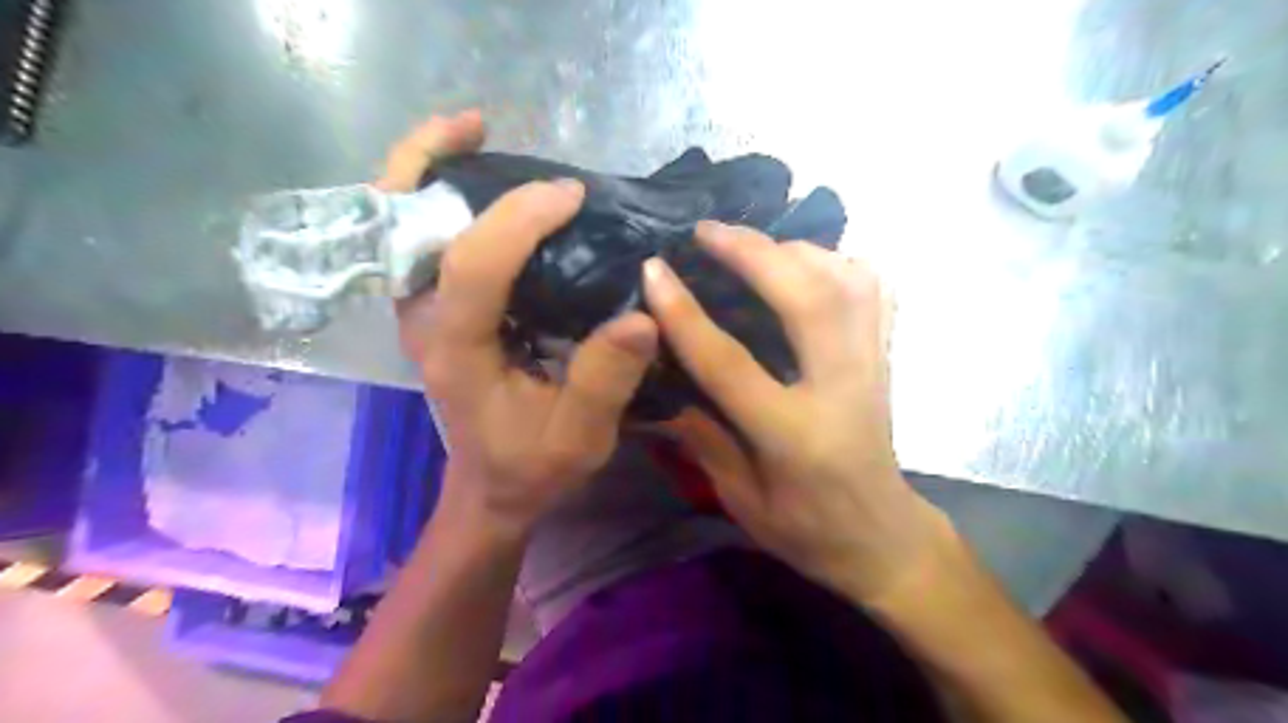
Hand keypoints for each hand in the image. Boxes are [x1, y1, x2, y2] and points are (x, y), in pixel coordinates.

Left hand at [381, 111, 658, 538]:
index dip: (519, 219)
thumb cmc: (532, 466)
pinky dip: (442, 200)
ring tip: (477, 135)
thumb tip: (642, 312)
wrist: (491, 488)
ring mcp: (422, 313)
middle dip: (431, 162)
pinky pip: (425, 241)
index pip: (473, 266)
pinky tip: (484, 187)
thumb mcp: (579, 438)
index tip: (571, 195)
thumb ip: (605, 381)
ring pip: (401, 223)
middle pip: (400, 224)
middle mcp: (425, 322)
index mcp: (458, 350)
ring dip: (429, 170)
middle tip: (482, 125)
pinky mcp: (436, 311)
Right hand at [648, 223, 947, 607]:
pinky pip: (873, 291)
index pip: (731, 362)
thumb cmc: (807, 531)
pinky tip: (807, 263)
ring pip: (849, 282)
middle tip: (708, 230)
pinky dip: (839, 262)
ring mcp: (873, 367)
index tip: (654, 270)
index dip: (685, 312)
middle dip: (753, 252)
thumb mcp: (742, 501)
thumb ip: (703, 439)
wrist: (883, 539)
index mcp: (794, 435)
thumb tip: (665, 384)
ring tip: (753, 244)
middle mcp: (841, 388)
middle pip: (806, 298)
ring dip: (797, 250)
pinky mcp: (885, 358)